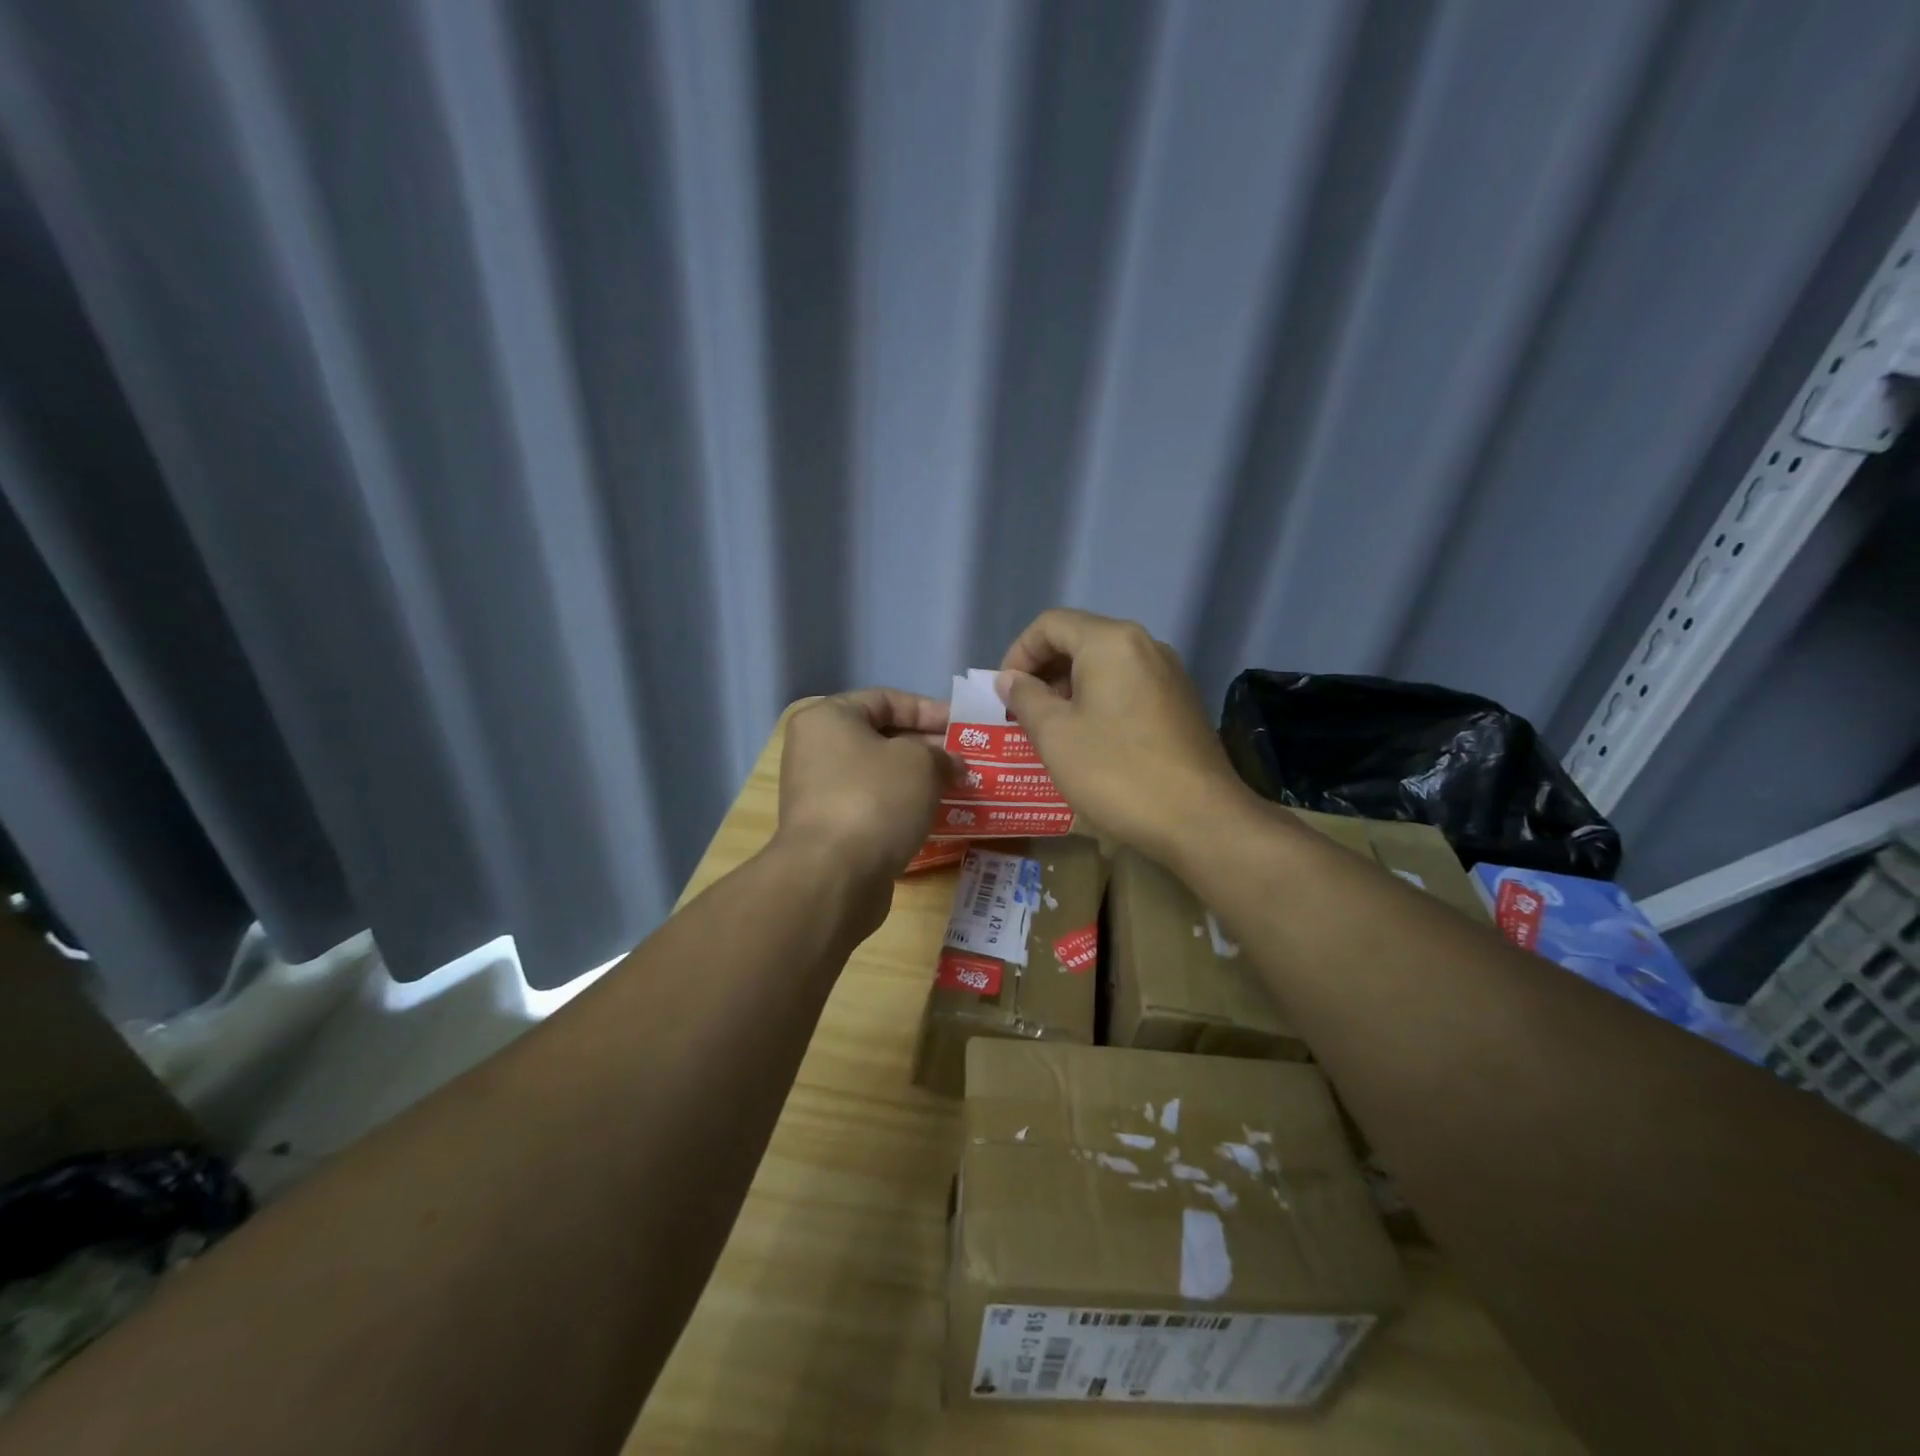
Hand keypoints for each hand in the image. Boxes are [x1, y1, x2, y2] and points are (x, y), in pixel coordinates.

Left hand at [775, 689, 957, 884]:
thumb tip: (952, 764)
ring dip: (919, 779)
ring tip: (959, 786)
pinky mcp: (830, 830)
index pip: (886, 700)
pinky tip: (936, 816)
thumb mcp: (920, 762)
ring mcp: (820, 792)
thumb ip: (941, 754)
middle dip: (928, 747)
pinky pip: (874, 806)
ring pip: (880, 775)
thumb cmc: (875, 800)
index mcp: (828, 719)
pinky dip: (903, 807)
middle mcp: (816, 750)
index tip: (963, 725)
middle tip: (966, 759)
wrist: (834, 877)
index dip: (928, 709)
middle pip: (882, 738)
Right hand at [997, 609, 1250, 865]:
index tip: (1004, 693)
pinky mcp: (1181, 702)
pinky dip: (1100, 701)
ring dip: (1070, 688)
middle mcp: (1145, 645)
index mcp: (1111, 642)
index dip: (1018, 653)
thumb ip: (1025, 698)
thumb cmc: (1116, 772)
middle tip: (1023, 712)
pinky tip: (1091, 740)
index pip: (1050, 625)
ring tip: (1052, 728)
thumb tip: (1010, 679)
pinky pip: (1128, 686)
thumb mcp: (1055, 735)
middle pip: (1080, 640)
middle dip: (1044, 671)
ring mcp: (1169, 673)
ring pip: (1105, 665)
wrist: (1200, 819)